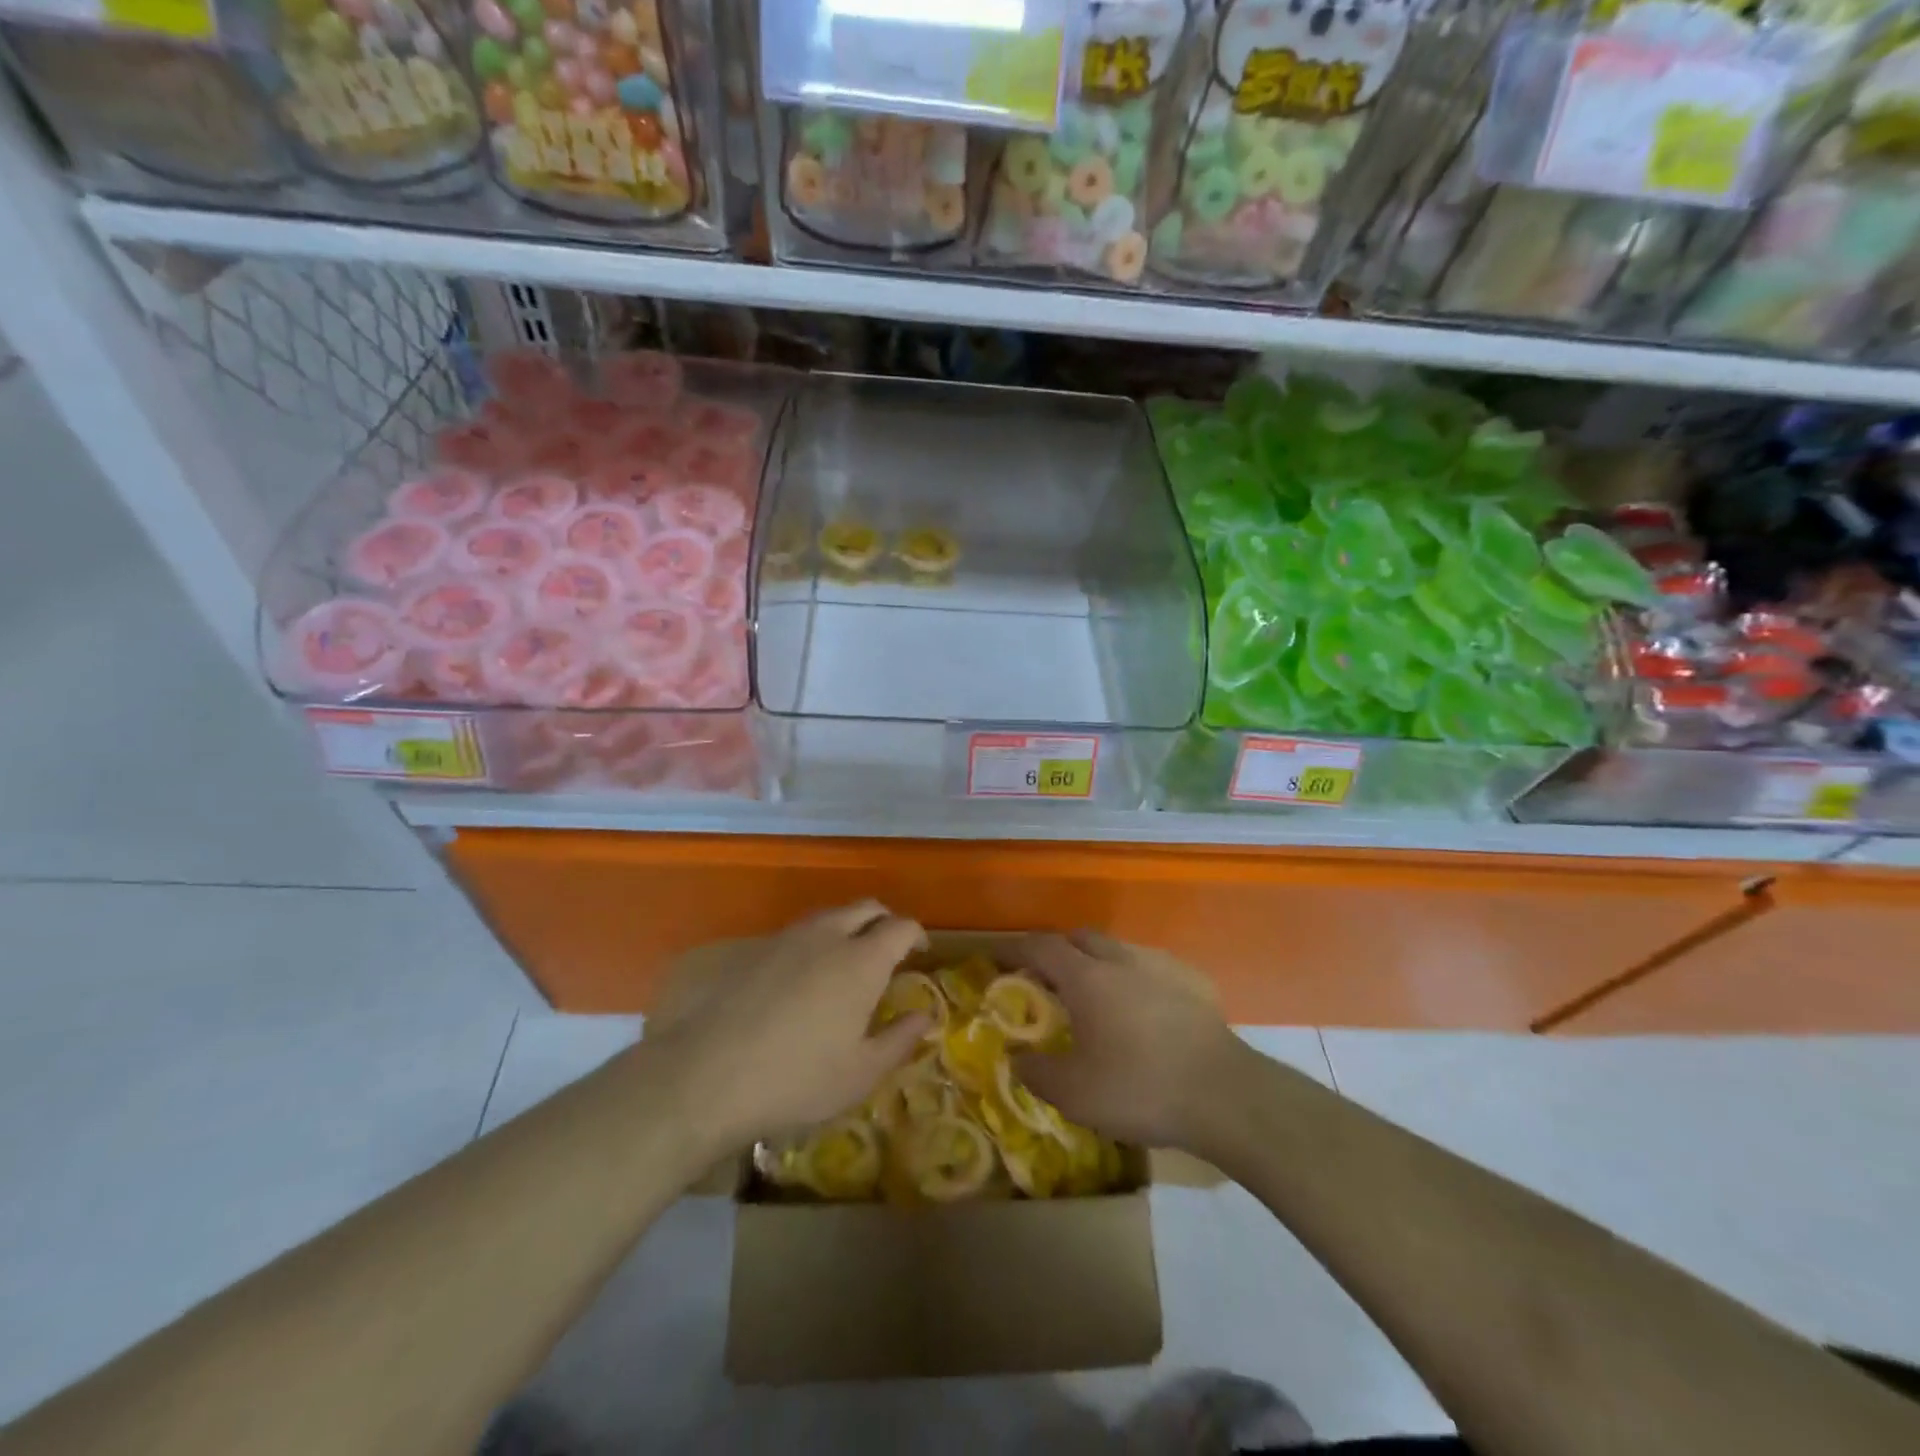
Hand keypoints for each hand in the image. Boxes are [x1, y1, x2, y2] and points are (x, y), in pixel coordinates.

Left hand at [651, 902, 931, 1146]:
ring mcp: (786, 938)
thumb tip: (925, 1016)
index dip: (916, 935)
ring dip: (846, 927)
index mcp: (862, 961)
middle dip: (883, 921)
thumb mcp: (860, 1073)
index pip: (901, 927)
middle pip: (866, 908)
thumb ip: (899, 1039)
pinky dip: (811, 943)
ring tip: (845, 961)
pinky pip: (795, 933)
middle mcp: (827, 936)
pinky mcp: (752, 949)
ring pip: (828, 916)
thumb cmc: (797, 1079)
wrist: (706, 1075)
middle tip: (888, 949)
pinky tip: (800, 978)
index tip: (919, 952)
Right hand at [1006, 932, 1245, 1148]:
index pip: (1041, 947)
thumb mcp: (1074, 1093)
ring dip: (1098, 963)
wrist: (1226, 1096)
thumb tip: (1018, 1058)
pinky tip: (1142, 1010)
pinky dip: (1134, 979)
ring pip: (1118, 950)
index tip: (997, 958)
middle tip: (1046, 979)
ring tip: (1094, 996)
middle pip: (1081, 939)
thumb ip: (1037, 1072)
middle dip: (1058, 951)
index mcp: (1087, 978)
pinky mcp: (1195, 984)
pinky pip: (1152, 969)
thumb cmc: (1140, 1088)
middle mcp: (1122, 960)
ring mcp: (1162, 968)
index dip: (1015, 949)